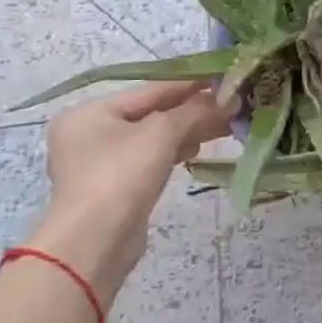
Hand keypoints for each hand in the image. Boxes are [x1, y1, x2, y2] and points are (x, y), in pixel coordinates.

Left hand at [29, 81, 230, 303]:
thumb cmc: (121, 174)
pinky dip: (173, 152)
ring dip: (187, 131)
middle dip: (192, 110)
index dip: (189, 84)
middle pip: (151, 113)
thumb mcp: (162, 132)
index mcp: (90, 112)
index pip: (150, 90)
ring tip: (223, 126)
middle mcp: (90, 134)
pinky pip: (149, 160)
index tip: (224, 79)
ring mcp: (100, 164)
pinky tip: (196, 150)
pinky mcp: (114, 189)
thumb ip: (195, 110)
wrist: (94, 243)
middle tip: (231, 105)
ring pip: (153, 138)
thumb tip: (230, 98)